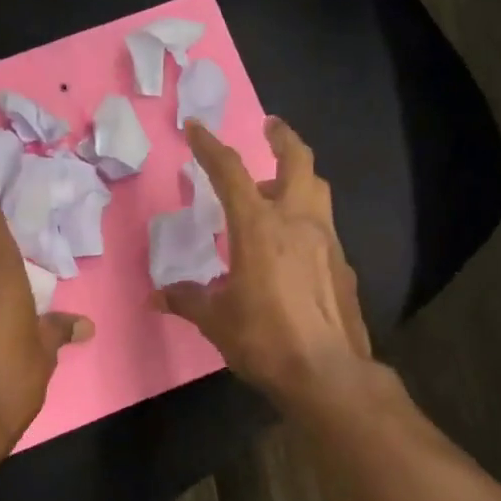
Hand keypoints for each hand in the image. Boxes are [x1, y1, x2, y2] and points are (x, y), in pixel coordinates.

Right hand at [154, 117, 371, 407]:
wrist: (327, 373)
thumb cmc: (264, 339)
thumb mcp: (216, 320)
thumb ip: (188, 300)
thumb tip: (158, 297)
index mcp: (259, 227)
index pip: (231, 173)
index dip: (211, 147)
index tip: (197, 128)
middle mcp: (297, 222)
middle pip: (298, 161)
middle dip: (283, 137)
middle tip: (271, 127)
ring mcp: (327, 241)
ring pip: (317, 189)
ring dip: (298, 176)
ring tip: (277, 185)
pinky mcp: (343, 264)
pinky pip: (324, 226)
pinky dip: (306, 219)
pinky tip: (293, 244)